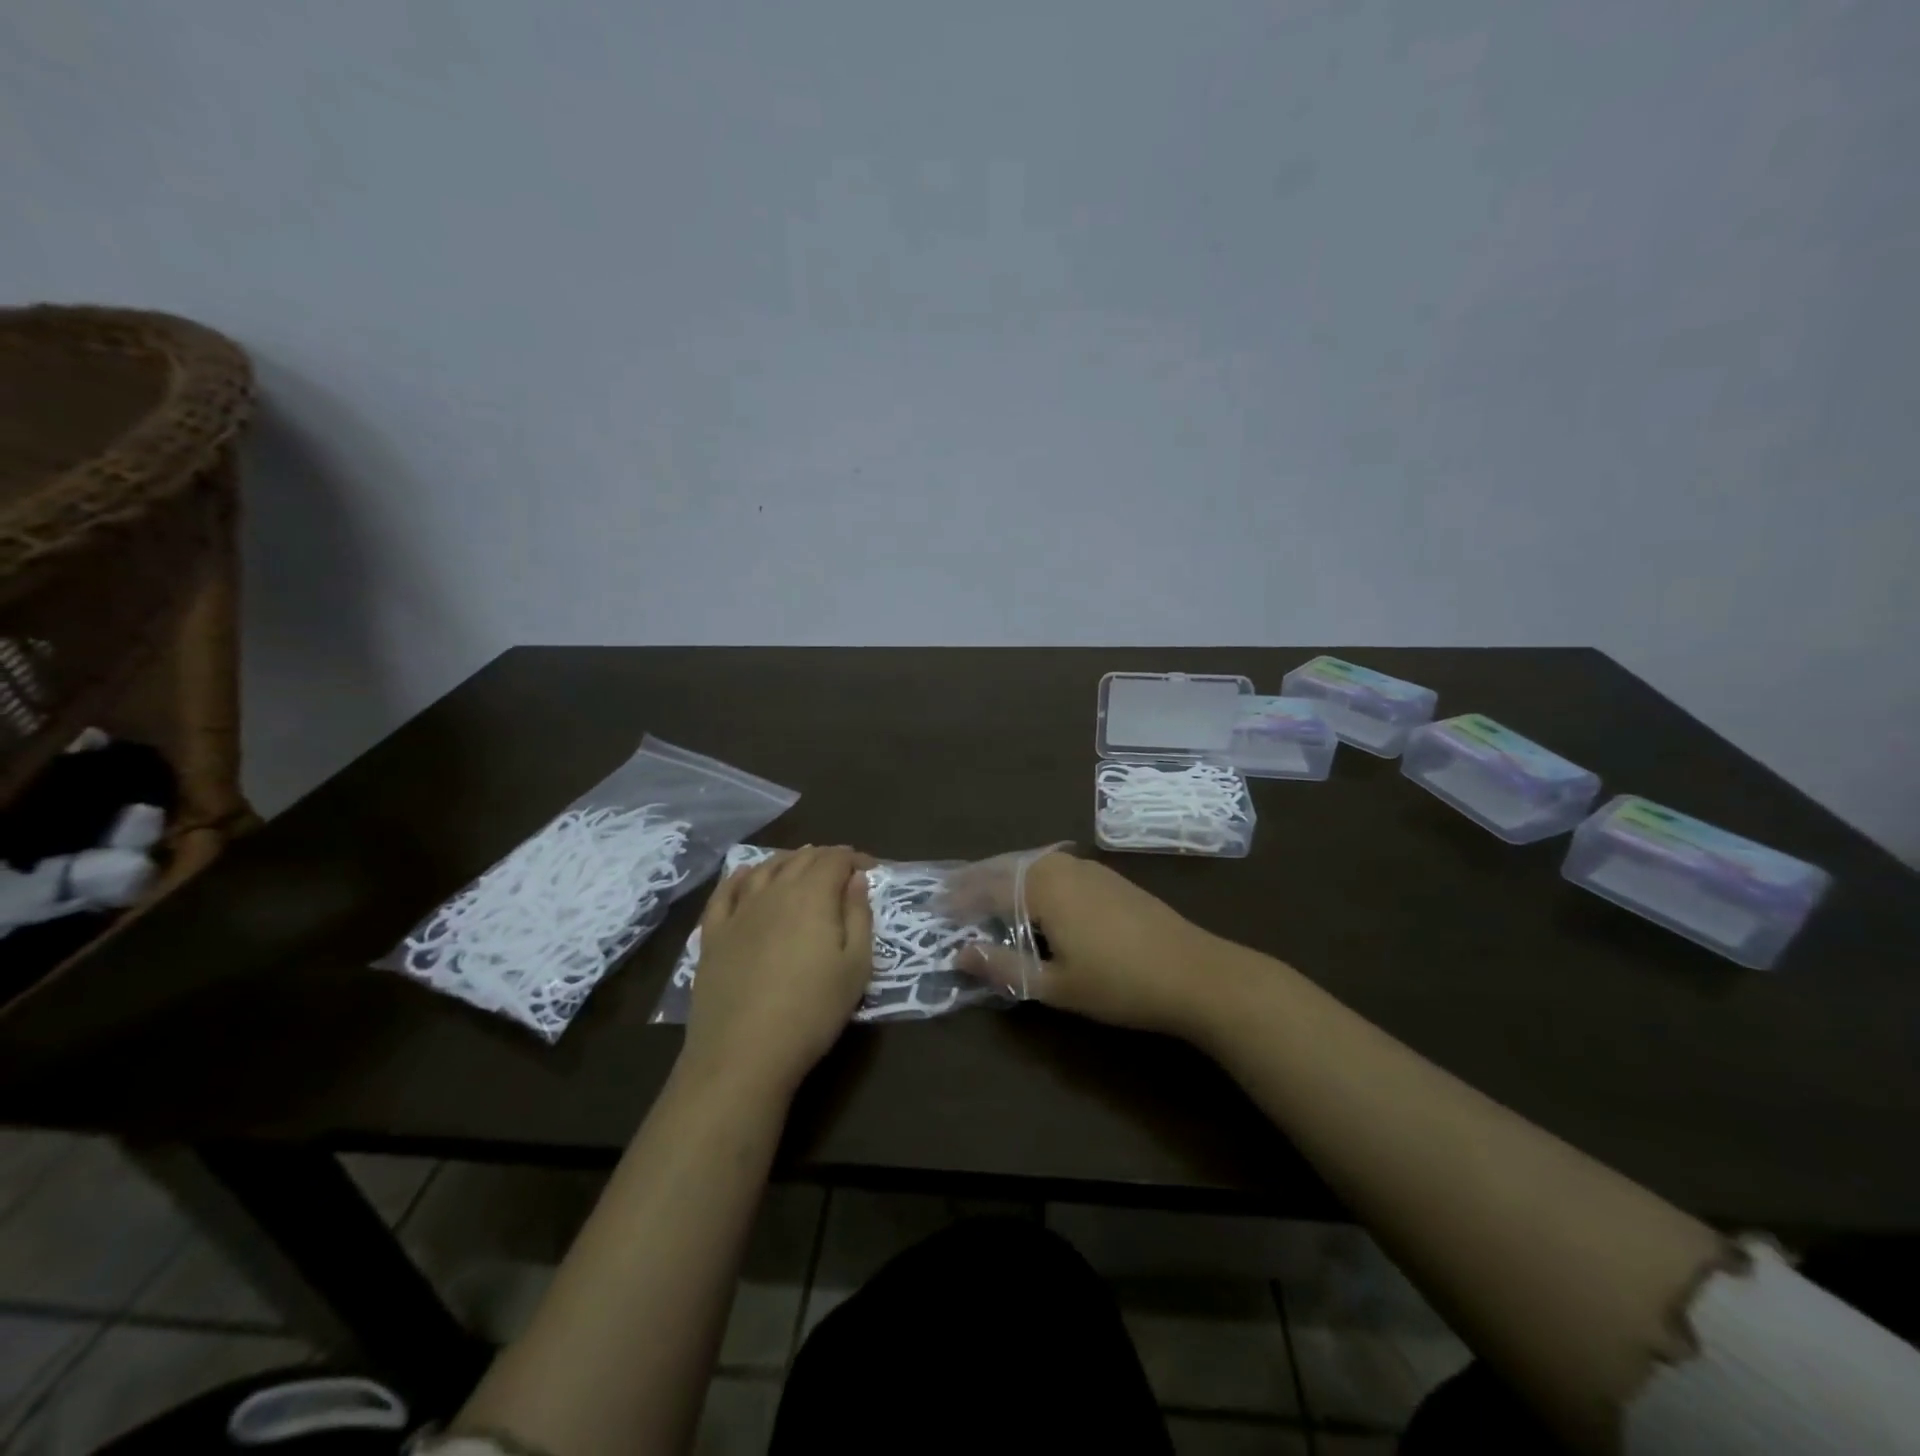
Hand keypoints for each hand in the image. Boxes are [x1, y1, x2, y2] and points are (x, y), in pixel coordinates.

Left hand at [682, 846, 874, 1098]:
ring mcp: (738, 911)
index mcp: (812, 896)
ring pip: (764, 869)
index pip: (835, 859)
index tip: (871, 869)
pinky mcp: (712, 935)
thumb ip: (859, 916)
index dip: (854, 858)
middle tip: (841, 869)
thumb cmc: (812, 1011)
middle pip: (801, 859)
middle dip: (825, 857)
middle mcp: (774, 892)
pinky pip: (725, 892)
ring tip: (801, 865)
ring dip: (787, 861)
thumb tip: (856, 879)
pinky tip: (747, 876)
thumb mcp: (856, 967)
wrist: (743, 1054)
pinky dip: (740, 877)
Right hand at [956, 850, 1228, 1038]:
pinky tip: (1033, 896)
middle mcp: (1060, 866)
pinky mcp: (1107, 877)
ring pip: (1032, 864)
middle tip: (951, 894)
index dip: (960, 898)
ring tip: (985, 894)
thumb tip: (959, 954)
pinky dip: (1031, 878)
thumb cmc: (1119, 983)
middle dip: (977, 880)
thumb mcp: (1054, 984)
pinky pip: (1054, 867)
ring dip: (1004, 876)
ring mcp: (1087, 868)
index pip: (987, 887)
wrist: (1195, 972)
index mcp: (1042, 887)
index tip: (935, 907)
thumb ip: (1003, 966)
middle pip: (1007, 866)